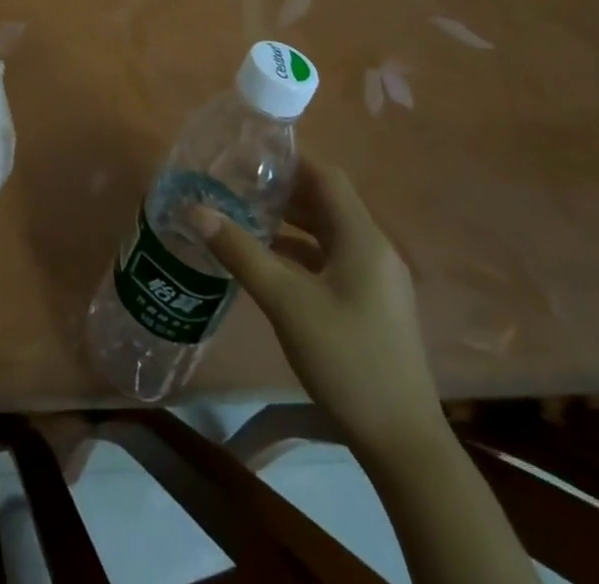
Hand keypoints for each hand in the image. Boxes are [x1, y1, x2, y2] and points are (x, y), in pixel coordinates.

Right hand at [195, 162, 445, 462]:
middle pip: (326, 202)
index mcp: (363, 239)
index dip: (289, 160)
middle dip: (283, 190)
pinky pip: (332, 260)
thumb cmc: (346, 359)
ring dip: (290, 221)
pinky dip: (300, 251)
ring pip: (328, 233)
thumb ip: (240, 251)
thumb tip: (195, 209)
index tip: (248, 152)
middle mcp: (375, 250)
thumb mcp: (285, 302)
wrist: (403, 444)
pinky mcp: (372, 305)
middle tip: (237, 183)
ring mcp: (376, 280)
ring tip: (245, 214)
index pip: (326, 177)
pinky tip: (268, 261)